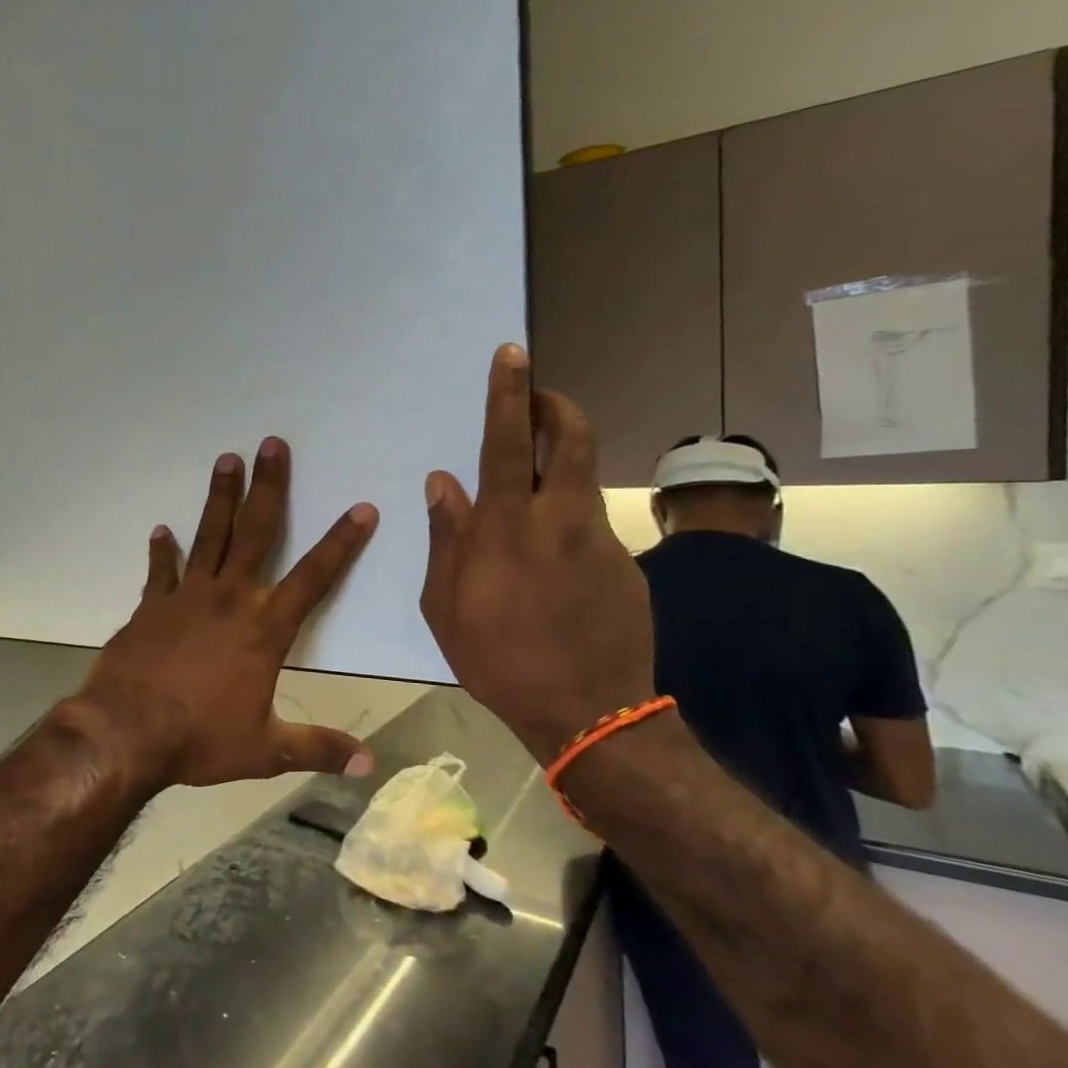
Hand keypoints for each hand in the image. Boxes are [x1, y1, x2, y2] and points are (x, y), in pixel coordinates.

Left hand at [76, 438, 379, 788]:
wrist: (126, 733)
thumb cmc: (199, 739)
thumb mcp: (265, 751)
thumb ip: (317, 749)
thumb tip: (369, 765)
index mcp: (263, 628)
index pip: (314, 578)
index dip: (341, 543)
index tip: (362, 508)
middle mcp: (228, 599)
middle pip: (255, 532)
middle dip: (269, 487)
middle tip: (272, 444)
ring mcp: (185, 597)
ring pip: (209, 535)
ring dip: (219, 497)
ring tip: (226, 459)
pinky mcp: (151, 606)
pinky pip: (160, 570)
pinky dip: (161, 550)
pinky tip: (161, 530)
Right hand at [419, 344, 654, 762]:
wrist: (590, 714)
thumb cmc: (499, 661)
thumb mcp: (446, 607)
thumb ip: (447, 537)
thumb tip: (442, 482)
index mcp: (507, 529)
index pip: (510, 443)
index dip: (510, 395)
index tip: (513, 353)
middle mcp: (560, 520)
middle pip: (573, 438)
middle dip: (556, 405)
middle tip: (537, 396)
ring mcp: (600, 539)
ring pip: (582, 480)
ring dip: (559, 465)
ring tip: (531, 492)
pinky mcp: (624, 563)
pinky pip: (588, 524)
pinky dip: (565, 521)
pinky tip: (550, 564)